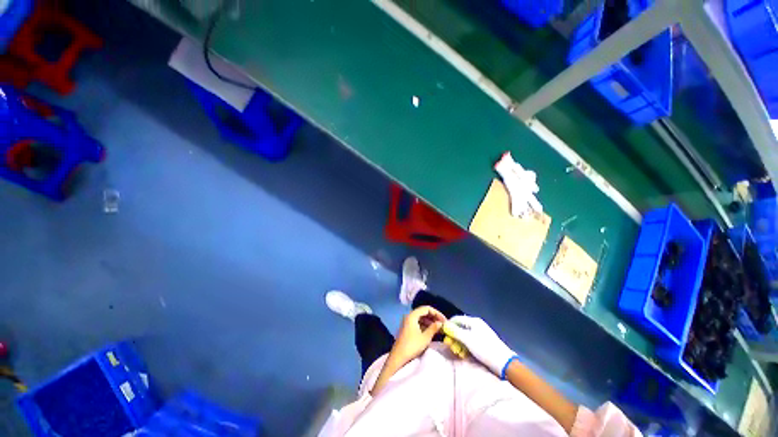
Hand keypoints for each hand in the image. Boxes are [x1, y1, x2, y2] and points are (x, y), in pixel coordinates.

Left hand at [391, 306, 445, 363]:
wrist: (398, 357)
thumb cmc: (412, 346)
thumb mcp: (425, 337)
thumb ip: (433, 328)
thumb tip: (440, 323)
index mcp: (413, 315)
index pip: (426, 308)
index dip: (436, 313)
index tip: (444, 320)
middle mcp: (409, 316)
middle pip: (423, 312)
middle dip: (434, 317)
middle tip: (442, 324)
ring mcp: (408, 322)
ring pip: (421, 318)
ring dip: (430, 322)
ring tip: (439, 329)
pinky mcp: (407, 328)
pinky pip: (418, 323)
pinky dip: (425, 326)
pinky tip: (431, 332)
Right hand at [445, 315, 515, 376]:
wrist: (504, 362)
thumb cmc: (484, 348)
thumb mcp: (467, 340)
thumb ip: (455, 331)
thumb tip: (444, 325)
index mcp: (473, 321)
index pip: (456, 319)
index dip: (449, 326)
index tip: (443, 335)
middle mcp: (476, 325)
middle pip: (460, 328)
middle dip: (454, 337)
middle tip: (450, 346)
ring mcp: (480, 334)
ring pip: (464, 336)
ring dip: (459, 344)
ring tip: (457, 352)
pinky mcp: (483, 343)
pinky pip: (470, 342)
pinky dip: (465, 347)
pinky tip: (464, 354)